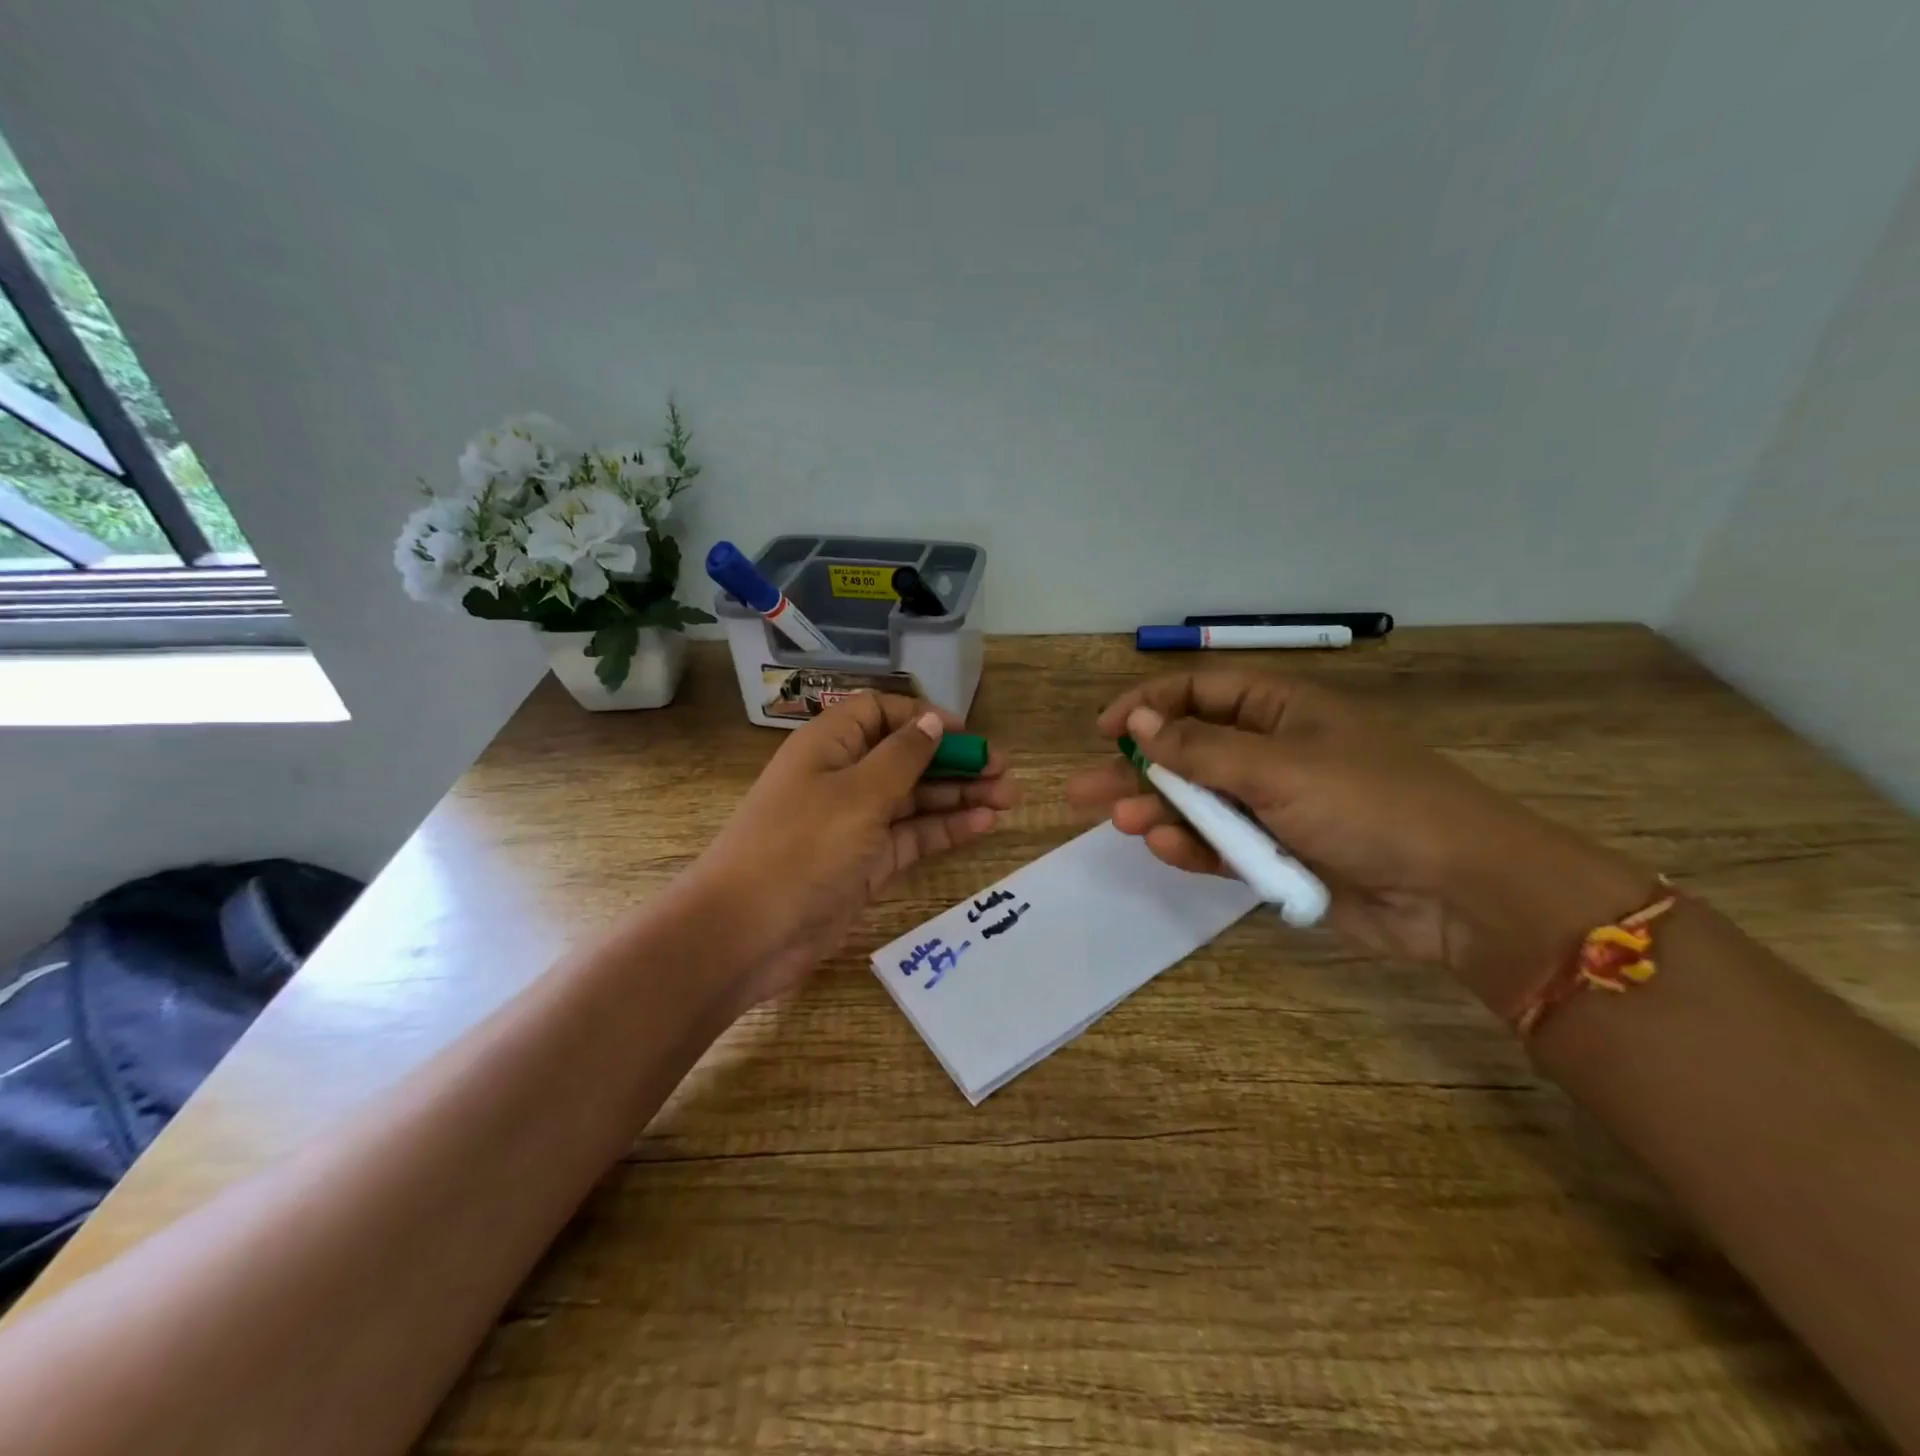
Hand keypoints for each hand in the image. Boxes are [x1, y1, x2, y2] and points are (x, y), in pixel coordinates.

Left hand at [690, 693, 1015, 1009]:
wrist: (746, 935)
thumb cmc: (800, 848)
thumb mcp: (857, 794)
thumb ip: (902, 756)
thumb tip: (932, 720)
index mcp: (828, 746)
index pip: (880, 713)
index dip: (922, 717)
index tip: (966, 734)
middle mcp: (842, 778)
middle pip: (905, 757)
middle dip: (953, 760)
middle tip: (1004, 770)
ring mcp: (855, 824)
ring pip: (914, 799)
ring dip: (958, 796)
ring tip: (1008, 797)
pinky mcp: (865, 864)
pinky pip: (911, 837)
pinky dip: (945, 829)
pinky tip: (984, 824)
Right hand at [1067, 672, 1654, 1006]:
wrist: (1459, 893)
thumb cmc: (1372, 805)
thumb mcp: (1279, 768)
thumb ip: (1202, 749)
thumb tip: (1140, 721)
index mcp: (1281, 711)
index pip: (1199, 693)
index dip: (1149, 706)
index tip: (1106, 731)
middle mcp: (1271, 752)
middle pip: (1187, 751)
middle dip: (1137, 769)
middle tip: (1082, 791)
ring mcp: (1273, 807)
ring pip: (1198, 803)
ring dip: (1159, 811)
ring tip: (1121, 822)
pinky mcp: (1277, 856)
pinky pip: (1221, 846)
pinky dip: (1193, 848)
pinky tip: (1167, 848)